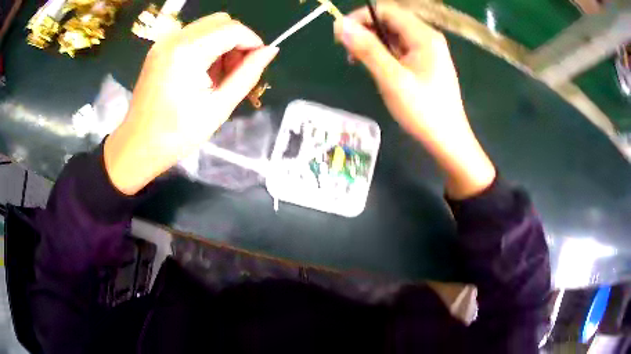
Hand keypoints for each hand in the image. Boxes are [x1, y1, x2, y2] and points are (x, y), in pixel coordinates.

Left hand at [104, 13, 278, 194]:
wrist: (138, 146)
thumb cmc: (177, 134)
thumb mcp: (219, 107)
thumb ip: (248, 74)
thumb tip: (271, 51)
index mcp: (188, 52)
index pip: (232, 29)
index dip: (252, 41)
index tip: (258, 62)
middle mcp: (174, 39)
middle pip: (221, 22)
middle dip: (236, 41)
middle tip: (235, 72)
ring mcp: (164, 42)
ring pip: (207, 27)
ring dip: (221, 44)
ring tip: (217, 77)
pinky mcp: (159, 49)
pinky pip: (192, 36)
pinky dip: (206, 47)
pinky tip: (202, 73)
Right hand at [334, 4, 494, 198]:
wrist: (448, 140)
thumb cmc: (423, 111)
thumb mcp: (392, 79)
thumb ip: (367, 49)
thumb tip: (341, 25)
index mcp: (423, 36)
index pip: (386, 10)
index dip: (360, 17)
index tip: (340, 34)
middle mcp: (427, 38)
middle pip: (390, 21)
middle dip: (365, 30)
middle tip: (347, 51)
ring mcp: (428, 51)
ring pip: (393, 35)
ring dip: (372, 43)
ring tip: (356, 61)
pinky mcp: (425, 64)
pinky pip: (399, 49)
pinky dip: (383, 54)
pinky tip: (375, 68)